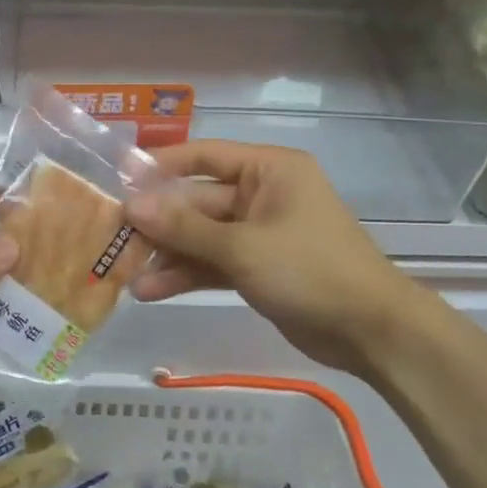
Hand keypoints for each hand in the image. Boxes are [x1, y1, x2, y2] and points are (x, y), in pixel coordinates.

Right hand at [126, 141, 420, 374]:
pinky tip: (152, 291)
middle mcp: (262, 194)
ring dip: (169, 255)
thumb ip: (185, 227)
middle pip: (198, 201)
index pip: (204, 155)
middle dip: (160, 223)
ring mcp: (259, 232)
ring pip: (202, 236)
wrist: (371, 332)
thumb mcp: (242, 247)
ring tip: (127, 275)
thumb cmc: (310, 270)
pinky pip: (214, 262)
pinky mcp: (258, 266)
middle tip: (115, 237)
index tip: (119, 179)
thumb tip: (131, 205)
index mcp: (269, 170)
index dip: (161, 166)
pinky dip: (188, 275)